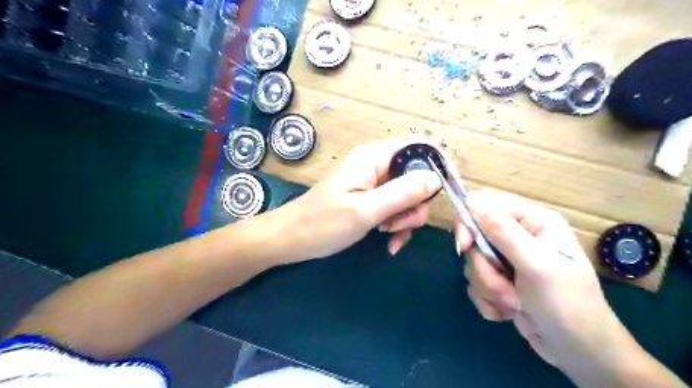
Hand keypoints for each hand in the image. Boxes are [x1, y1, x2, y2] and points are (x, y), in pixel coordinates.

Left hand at [284, 138, 439, 261]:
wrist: (291, 240)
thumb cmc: (322, 223)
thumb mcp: (365, 210)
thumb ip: (402, 193)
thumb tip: (437, 178)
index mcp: (374, 158)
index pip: (420, 147)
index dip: (439, 166)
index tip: (447, 194)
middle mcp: (377, 166)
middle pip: (418, 176)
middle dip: (416, 204)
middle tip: (399, 224)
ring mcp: (374, 184)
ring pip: (409, 196)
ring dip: (406, 219)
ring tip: (387, 235)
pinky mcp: (371, 200)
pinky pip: (396, 209)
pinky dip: (398, 225)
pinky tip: (388, 242)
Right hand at [458, 191, 634, 369]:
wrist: (578, 352)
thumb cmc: (566, 304)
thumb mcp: (536, 265)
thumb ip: (503, 232)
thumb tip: (472, 201)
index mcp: (532, 221)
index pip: (485, 204)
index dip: (469, 222)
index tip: (465, 246)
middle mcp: (517, 236)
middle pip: (474, 237)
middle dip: (484, 267)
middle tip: (503, 285)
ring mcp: (507, 259)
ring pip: (473, 263)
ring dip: (489, 287)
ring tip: (514, 303)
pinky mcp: (499, 280)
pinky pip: (475, 282)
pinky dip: (488, 300)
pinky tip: (509, 311)